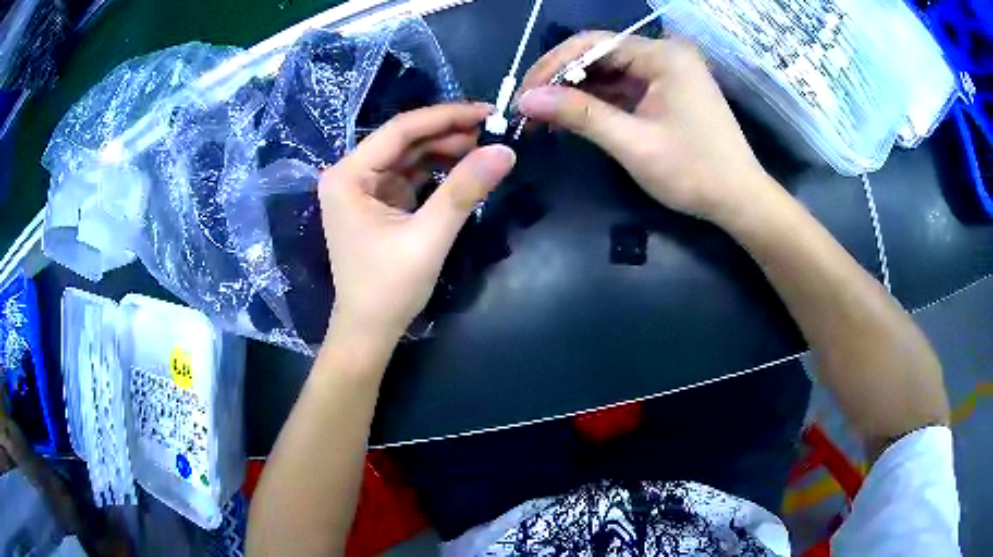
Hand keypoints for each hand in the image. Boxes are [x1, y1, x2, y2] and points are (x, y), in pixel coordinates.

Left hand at [319, 104, 515, 340]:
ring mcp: (363, 189)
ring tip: (484, 147)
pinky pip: (410, 176)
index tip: (487, 110)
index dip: (445, 117)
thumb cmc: (389, 288)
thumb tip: (505, 150)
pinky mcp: (378, 203)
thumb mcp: (429, 237)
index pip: (400, 130)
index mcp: (348, 176)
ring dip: (445, 150)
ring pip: (409, 156)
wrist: (370, 331)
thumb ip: (464, 191)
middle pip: (404, 141)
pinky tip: (464, 167)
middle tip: (492, 130)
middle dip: (447, 133)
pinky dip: (437, 171)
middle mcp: (350, 175)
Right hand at [518, 32, 773, 223]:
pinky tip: (574, 116)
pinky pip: (624, 87)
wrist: (739, 200)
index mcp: (662, 56)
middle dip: (562, 80)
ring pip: (609, 72)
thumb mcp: (633, 143)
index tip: (523, 95)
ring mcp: (668, 72)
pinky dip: (599, 101)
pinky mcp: (668, 91)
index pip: (592, 44)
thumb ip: (580, 115)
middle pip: (600, 55)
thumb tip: (526, 99)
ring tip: (544, 116)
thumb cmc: (693, 172)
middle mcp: (665, 54)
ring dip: (577, 92)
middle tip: (529, 108)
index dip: (552, 66)